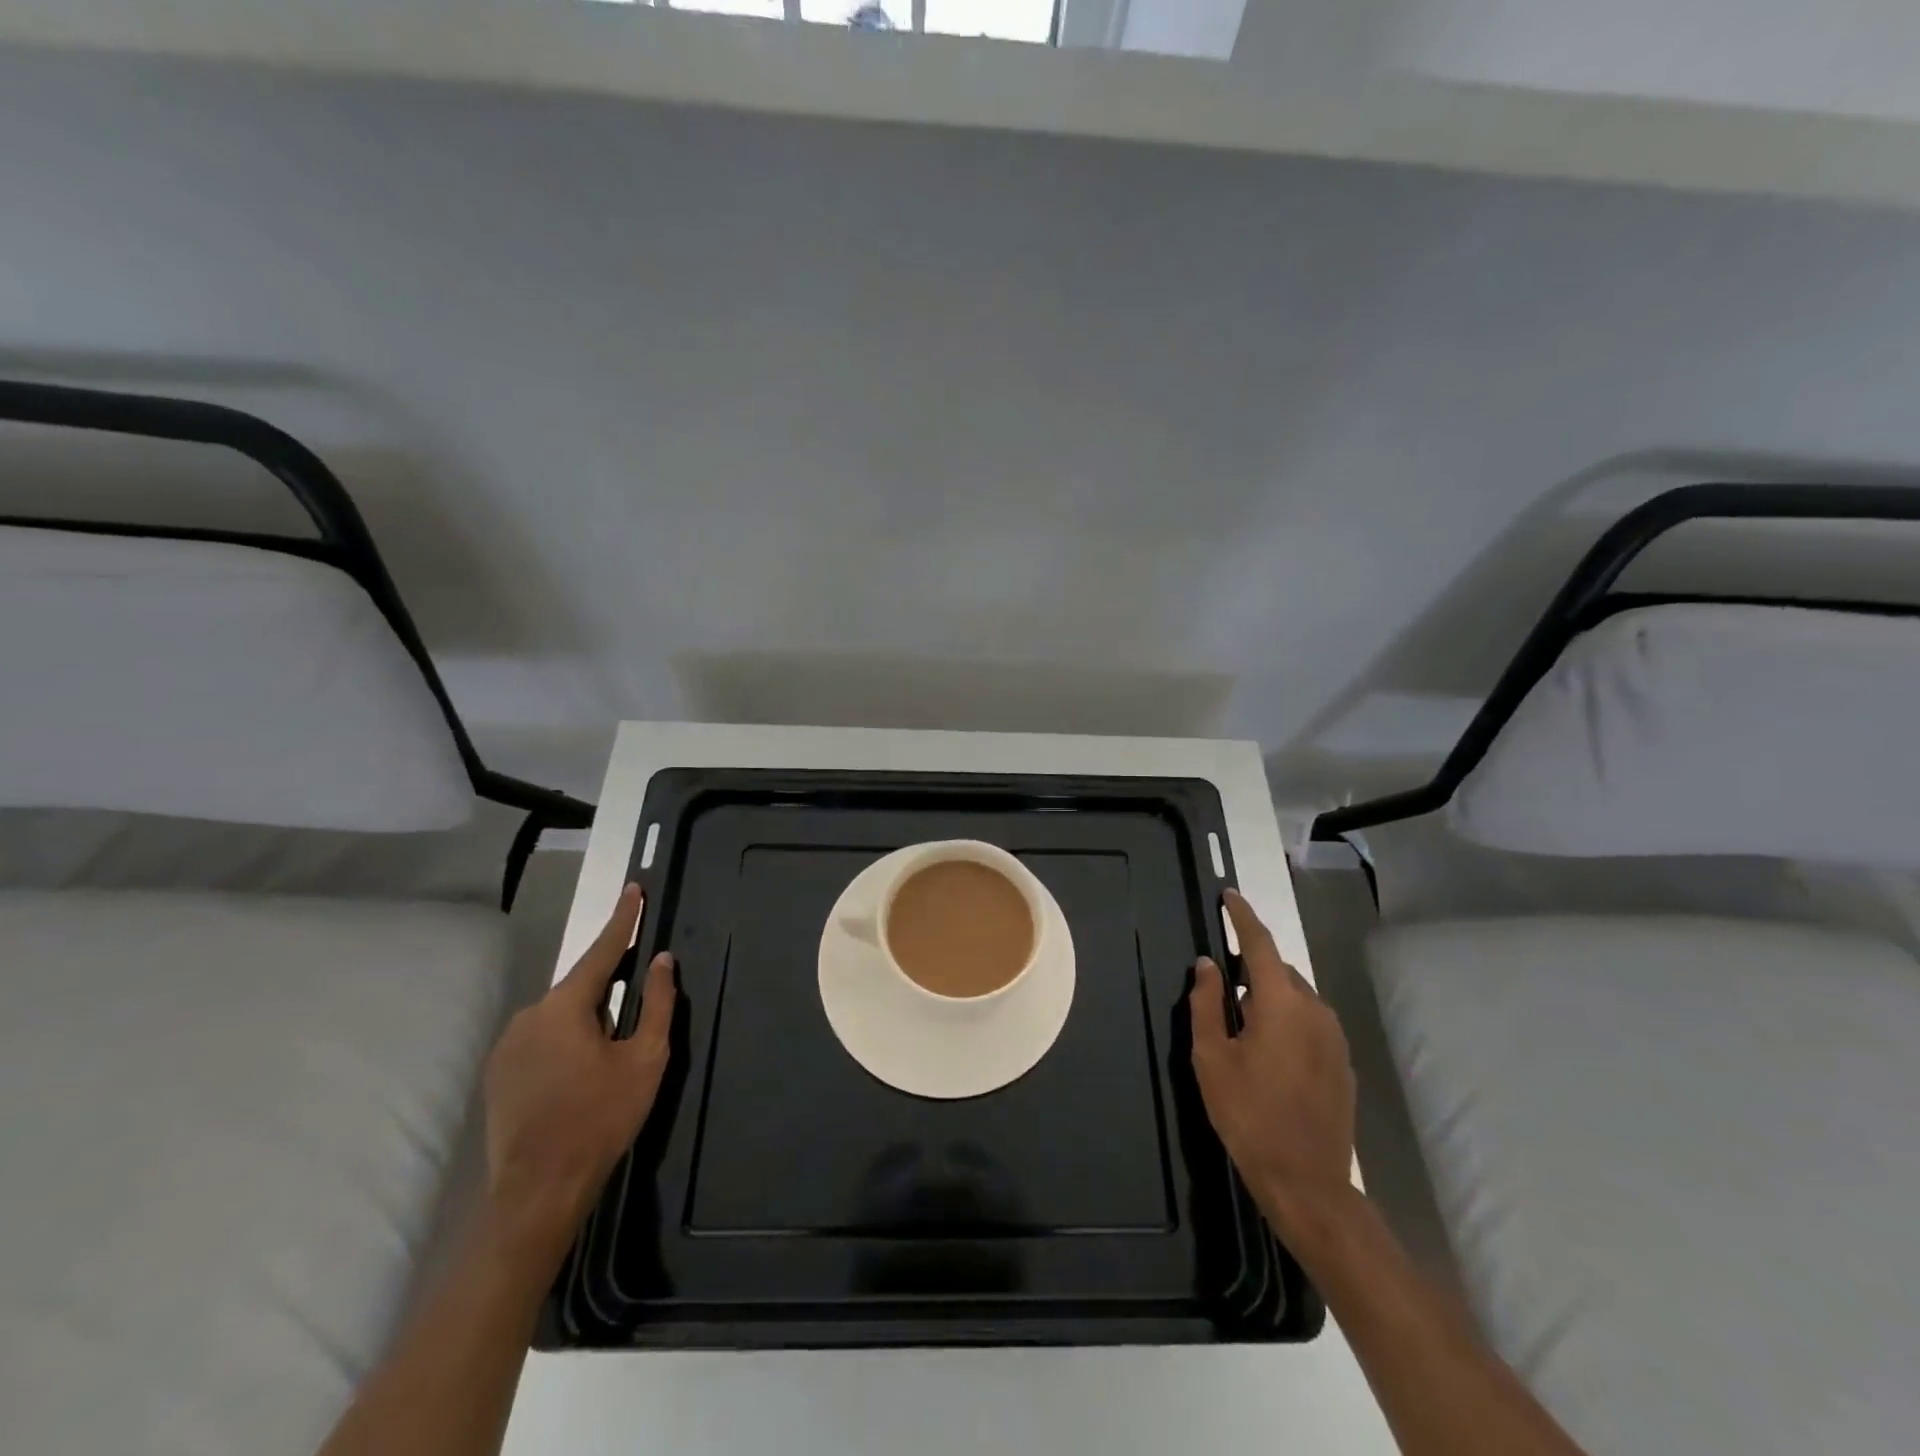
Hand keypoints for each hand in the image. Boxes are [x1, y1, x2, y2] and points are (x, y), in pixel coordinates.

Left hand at [482, 883, 675, 1260]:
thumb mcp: (645, 1059)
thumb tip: (662, 961)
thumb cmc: (601, 1118)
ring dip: (587, 1020)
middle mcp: (529, 1015)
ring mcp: (508, 1045)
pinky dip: (565, 1041)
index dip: (624, 919)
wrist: (538, 1192)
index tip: (635, 888)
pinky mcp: (498, 1073)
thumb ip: (657, 1003)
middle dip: (609, 988)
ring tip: (607, 1058)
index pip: (601, 950)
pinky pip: (541, 1038)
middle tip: (632, 1016)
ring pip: (560, 1014)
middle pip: (581, 986)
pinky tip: (578, 1075)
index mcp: (565, 1006)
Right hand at [1189, 888, 1356, 1234]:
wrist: (1307, 1181)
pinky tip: (1270, 1056)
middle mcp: (1315, 1009)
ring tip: (1243, 1030)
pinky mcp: (1343, 1062)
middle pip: (1279, 971)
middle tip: (1222, 991)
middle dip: (1251, 969)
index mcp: (1280, 1002)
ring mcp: (1335, 1037)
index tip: (1229, 896)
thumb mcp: (1211, 1057)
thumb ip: (1206, 1003)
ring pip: (1296, 998)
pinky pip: (1310, 1023)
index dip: (1242, 916)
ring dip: (1270, 998)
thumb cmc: (1248, 1114)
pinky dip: (1288, 1022)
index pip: (1259, 943)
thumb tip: (1207, 964)